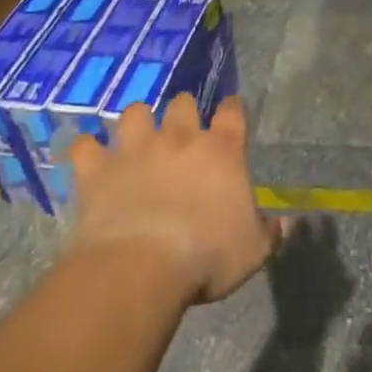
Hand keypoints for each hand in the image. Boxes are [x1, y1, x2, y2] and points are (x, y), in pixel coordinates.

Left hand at [69, 97, 281, 302]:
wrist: (140, 268)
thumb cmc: (206, 258)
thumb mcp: (252, 252)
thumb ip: (269, 233)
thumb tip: (285, 223)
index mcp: (223, 150)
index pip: (233, 111)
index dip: (232, 110)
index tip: (231, 115)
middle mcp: (180, 138)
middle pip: (182, 103)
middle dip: (181, 112)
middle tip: (180, 133)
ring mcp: (136, 149)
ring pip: (135, 113)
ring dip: (136, 123)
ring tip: (135, 140)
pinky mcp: (98, 169)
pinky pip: (85, 147)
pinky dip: (86, 152)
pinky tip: (89, 161)